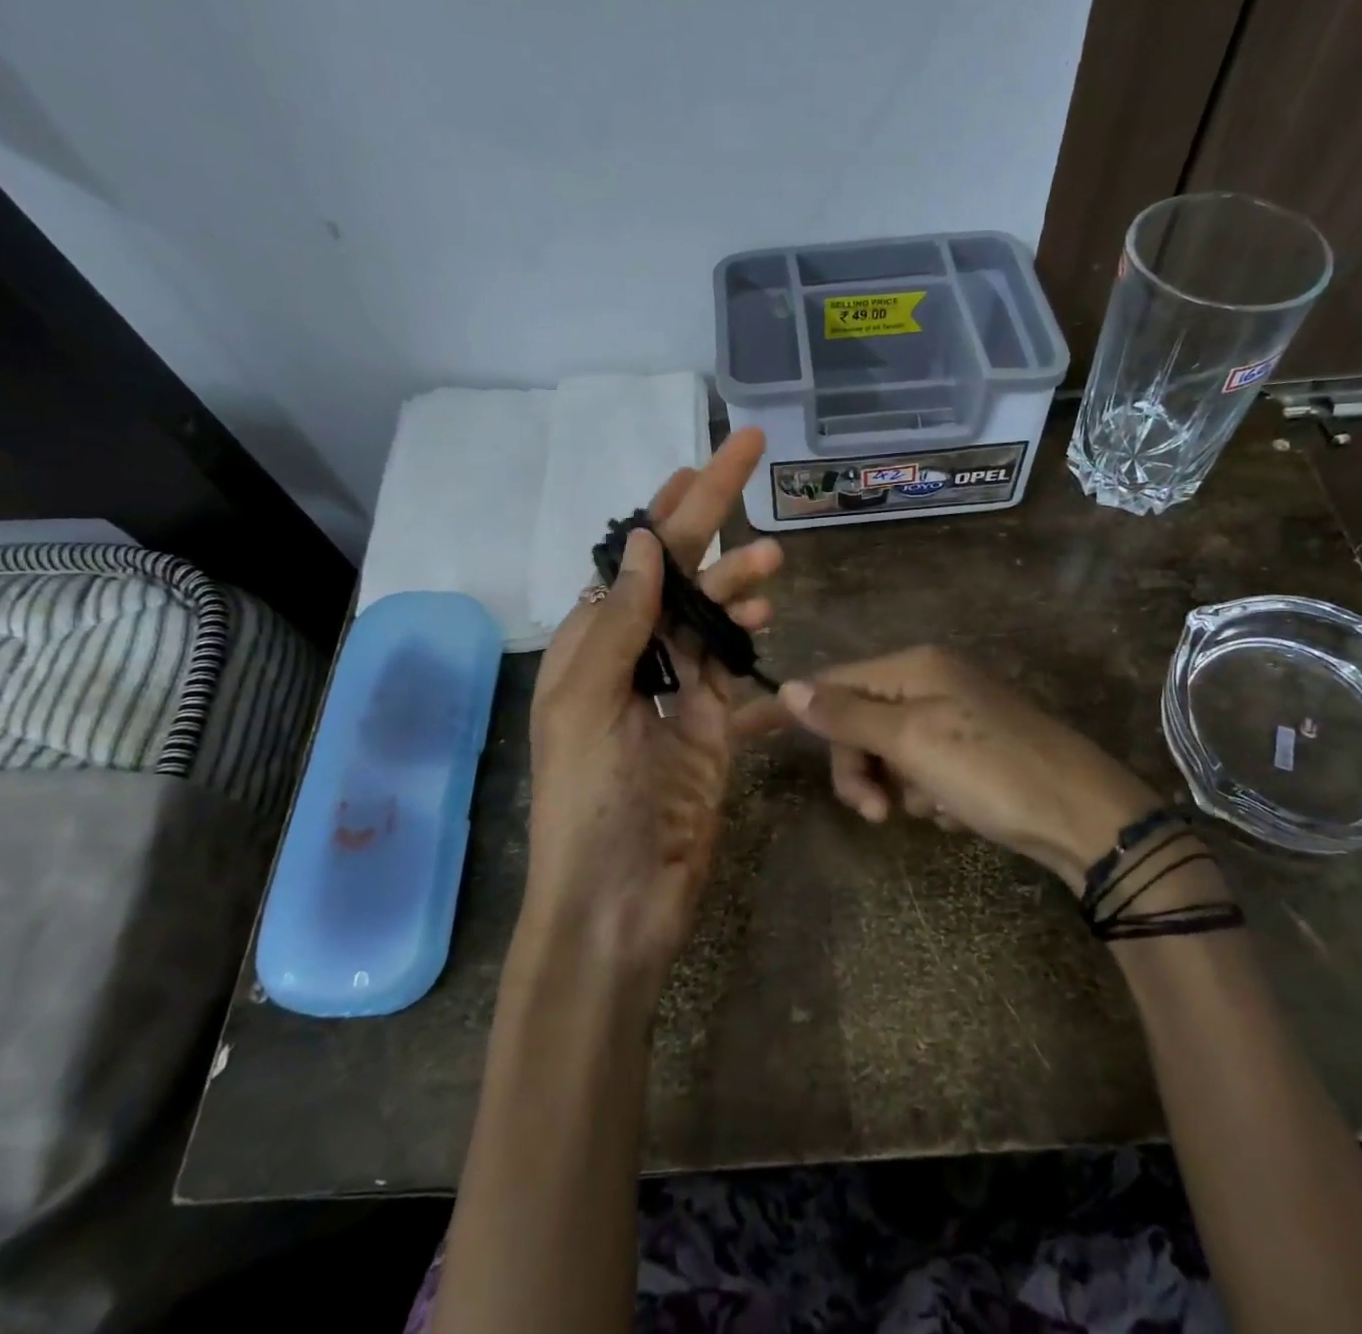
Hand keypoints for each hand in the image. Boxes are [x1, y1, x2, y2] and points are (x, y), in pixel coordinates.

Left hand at [522, 429, 780, 985]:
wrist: (618, 901)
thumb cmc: (590, 802)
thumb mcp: (587, 705)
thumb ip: (618, 624)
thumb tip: (645, 544)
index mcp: (593, 645)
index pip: (639, 559)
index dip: (672, 507)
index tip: (706, 461)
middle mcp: (634, 659)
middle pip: (682, 576)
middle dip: (714, 523)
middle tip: (753, 465)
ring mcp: (676, 694)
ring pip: (713, 619)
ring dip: (739, 585)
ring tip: (774, 565)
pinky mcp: (712, 729)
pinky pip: (736, 672)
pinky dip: (752, 647)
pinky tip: (771, 626)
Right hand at [745, 646, 1164, 891]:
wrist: (1083, 816)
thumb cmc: (990, 770)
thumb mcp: (911, 741)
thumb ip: (847, 715)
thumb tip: (789, 687)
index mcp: (915, 667)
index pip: (832, 682)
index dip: (790, 708)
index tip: (740, 731)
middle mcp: (932, 681)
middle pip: (860, 722)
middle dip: (861, 768)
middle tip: (876, 813)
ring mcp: (954, 715)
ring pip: (890, 752)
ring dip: (899, 786)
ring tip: (934, 809)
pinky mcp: (972, 749)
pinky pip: (924, 770)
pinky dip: (931, 795)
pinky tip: (959, 811)